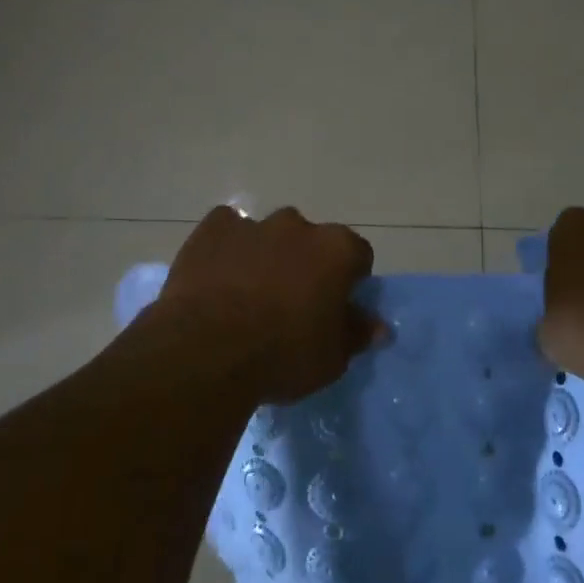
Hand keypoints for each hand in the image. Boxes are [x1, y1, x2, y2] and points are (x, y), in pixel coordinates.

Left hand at [147, 206, 378, 404]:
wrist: (206, 350)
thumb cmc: (281, 356)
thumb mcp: (331, 359)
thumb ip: (355, 334)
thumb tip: (377, 326)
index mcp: (336, 250)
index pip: (357, 256)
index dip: (350, 281)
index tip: (336, 307)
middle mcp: (298, 226)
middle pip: (311, 241)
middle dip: (306, 264)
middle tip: (291, 303)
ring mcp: (252, 223)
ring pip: (268, 234)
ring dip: (267, 255)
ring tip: (249, 293)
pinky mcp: (212, 229)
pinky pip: (227, 231)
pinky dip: (228, 248)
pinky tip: (218, 276)